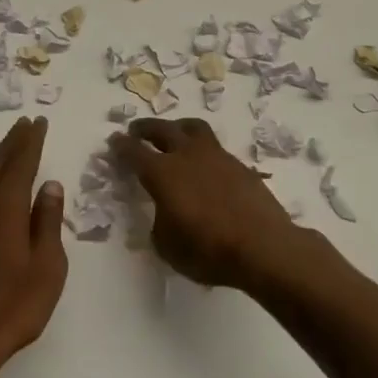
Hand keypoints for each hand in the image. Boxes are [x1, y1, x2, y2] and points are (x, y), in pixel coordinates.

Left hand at [0, 116, 66, 377]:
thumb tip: (50, 186)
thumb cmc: (15, 305)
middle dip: (13, 142)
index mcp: (5, 207)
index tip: (39, 122)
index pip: (21, 163)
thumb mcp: (48, 265)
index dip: (31, 141)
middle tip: (26, 124)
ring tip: (13, 145)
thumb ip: (48, 221)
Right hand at [108, 118, 303, 288]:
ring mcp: (217, 157)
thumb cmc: (208, 250)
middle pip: (162, 129)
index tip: (114, 140)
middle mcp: (187, 156)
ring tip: (173, 133)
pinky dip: (203, 150)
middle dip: (146, 128)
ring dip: (177, 127)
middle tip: (136, 129)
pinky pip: (215, 148)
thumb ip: (159, 223)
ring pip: (193, 128)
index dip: (121, 146)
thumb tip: (165, 213)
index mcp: (163, 173)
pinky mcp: (240, 166)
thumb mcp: (168, 246)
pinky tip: (204, 164)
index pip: (135, 152)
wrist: (263, 246)